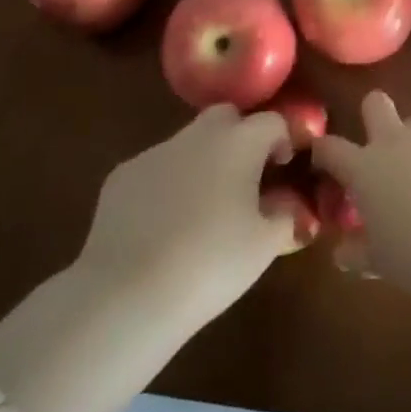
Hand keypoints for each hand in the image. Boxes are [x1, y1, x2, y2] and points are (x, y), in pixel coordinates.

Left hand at [76, 105, 305, 334]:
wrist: (126, 295)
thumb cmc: (210, 264)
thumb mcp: (264, 246)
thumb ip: (286, 215)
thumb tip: (289, 204)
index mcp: (239, 142)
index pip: (272, 121)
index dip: (284, 141)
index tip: (283, 171)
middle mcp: (197, 135)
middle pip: (227, 116)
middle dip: (241, 137)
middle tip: (246, 179)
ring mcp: (155, 152)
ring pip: (189, 142)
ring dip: (203, 161)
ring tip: (203, 209)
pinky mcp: (121, 176)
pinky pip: (156, 168)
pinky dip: (167, 184)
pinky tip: (163, 225)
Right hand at [312, 91, 410, 297]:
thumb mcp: (377, 261)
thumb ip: (355, 251)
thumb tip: (342, 252)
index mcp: (364, 167)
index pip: (330, 146)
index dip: (322, 152)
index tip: (323, 165)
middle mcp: (395, 142)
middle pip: (375, 103)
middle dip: (372, 116)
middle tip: (378, 151)